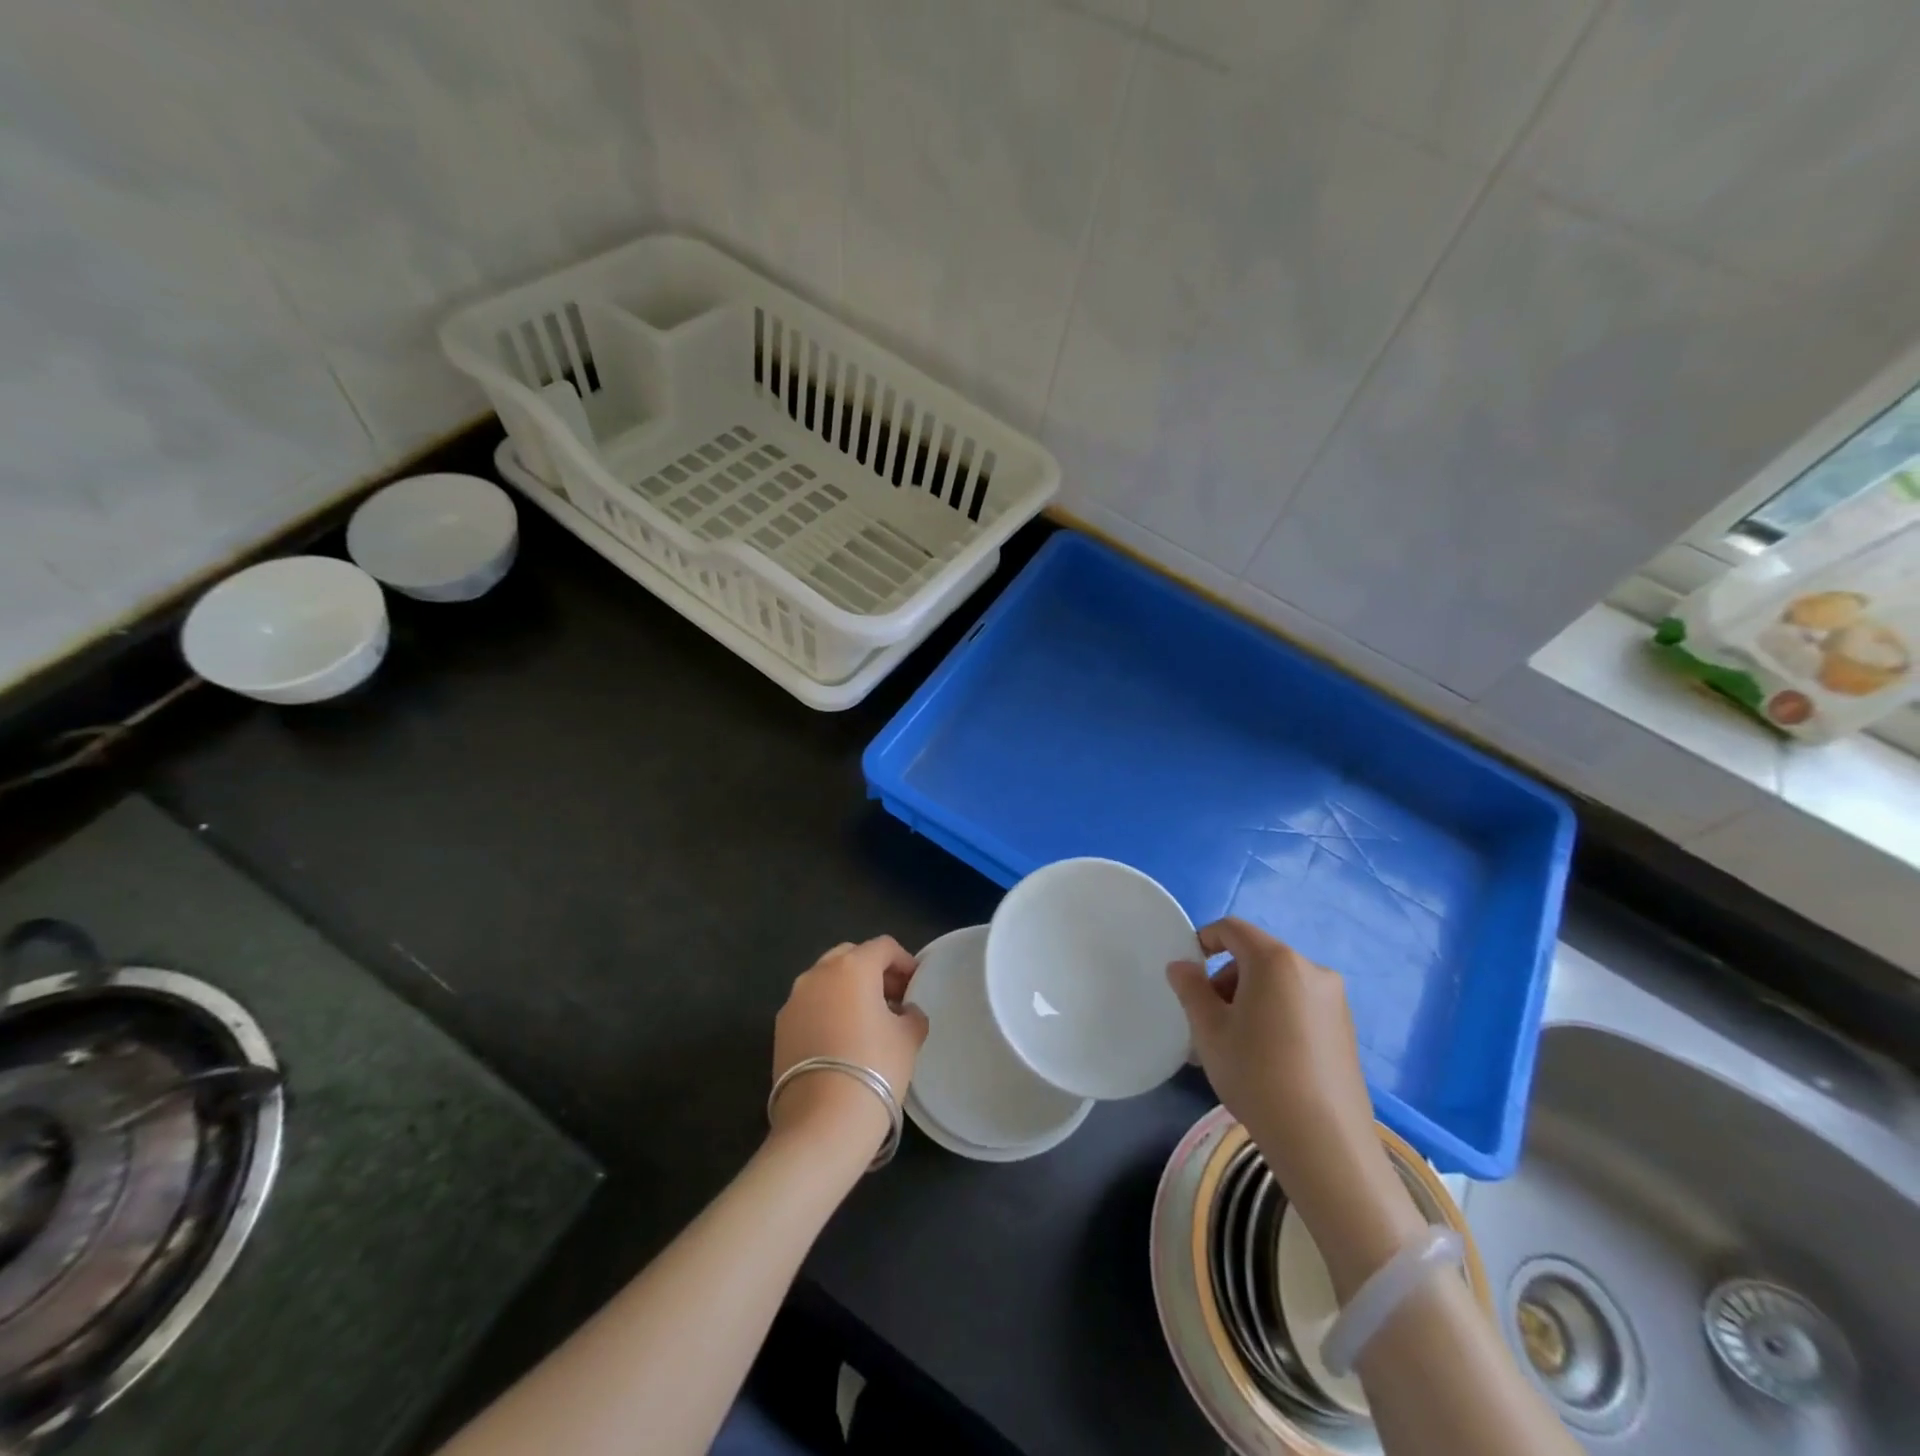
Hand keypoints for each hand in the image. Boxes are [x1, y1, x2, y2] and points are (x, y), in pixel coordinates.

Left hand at [770, 937, 928, 1157]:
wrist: (823, 1121)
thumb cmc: (875, 1068)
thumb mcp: (908, 1037)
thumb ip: (912, 1014)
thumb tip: (905, 1011)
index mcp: (852, 966)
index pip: (883, 947)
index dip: (904, 961)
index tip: (916, 984)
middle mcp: (818, 973)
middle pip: (850, 956)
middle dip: (873, 971)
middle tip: (893, 998)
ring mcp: (794, 1000)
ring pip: (826, 980)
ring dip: (848, 990)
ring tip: (867, 1020)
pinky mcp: (780, 1028)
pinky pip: (810, 1006)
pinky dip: (827, 1010)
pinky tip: (842, 1040)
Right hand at [1168, 918, 1422, 1290]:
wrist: (1324, 1143)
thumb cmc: (1256, 1075)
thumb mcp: (1209, 1030)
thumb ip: (1191, 988)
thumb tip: (1182, 966)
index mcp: (1275, 960)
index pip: (1232, 929)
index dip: (1205, 940)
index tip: (1189, 972)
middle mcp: (1311, 969)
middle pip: (1257, 956)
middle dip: (1227, 978)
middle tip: (1208, 1018)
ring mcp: (1335, 1000)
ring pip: (1279, 982)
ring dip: (1251, 997)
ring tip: (1236, 1042)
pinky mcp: (1347, 1029)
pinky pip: (1300, 1004)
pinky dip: (1277, 1014)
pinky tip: (1268, 1057)